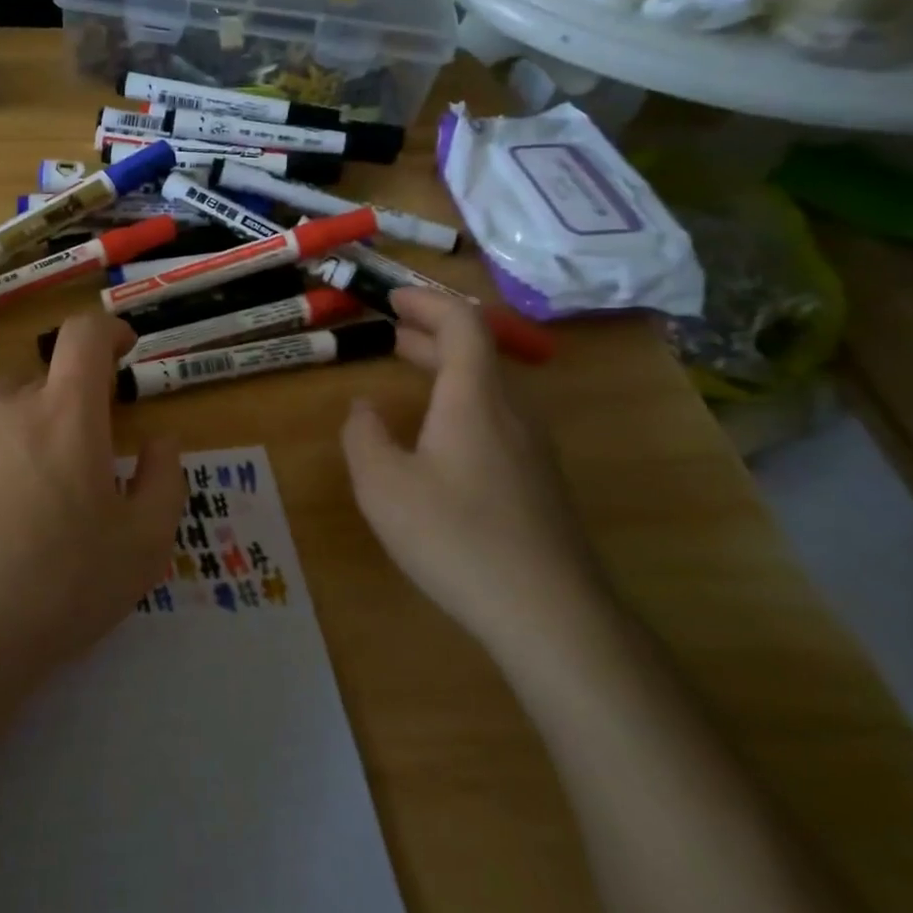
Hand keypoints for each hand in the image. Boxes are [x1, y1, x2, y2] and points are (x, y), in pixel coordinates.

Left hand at [0, 310, 184, 716]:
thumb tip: (159, 441)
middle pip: (46, 375)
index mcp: (66, 413)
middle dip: (76, 396)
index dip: (110, 331)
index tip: (125, 351)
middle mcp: (8, 407)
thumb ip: (163, 481)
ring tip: (40, 474)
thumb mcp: (142, 546)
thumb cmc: (58, 589)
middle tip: (92, 448)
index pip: (85, 335)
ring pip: (4, 402)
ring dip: (31, 419)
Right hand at [341, 288, 601, 648]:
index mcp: (474, 398)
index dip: (426, 302)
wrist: (549, 613)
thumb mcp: (383, 486)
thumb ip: (364, 437)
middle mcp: (512, 411)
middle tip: (389, 332)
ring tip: (409, 374)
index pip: (462, 323)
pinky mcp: (540, 481)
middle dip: (430, 334)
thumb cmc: (456, 537)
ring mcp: (533, 448)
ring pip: (488, 387)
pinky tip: (439, 438)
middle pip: (477, 352)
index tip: (391, 299)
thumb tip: (363, 408)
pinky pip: (498, 418)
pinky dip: (462, 402)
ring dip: (447, 369)